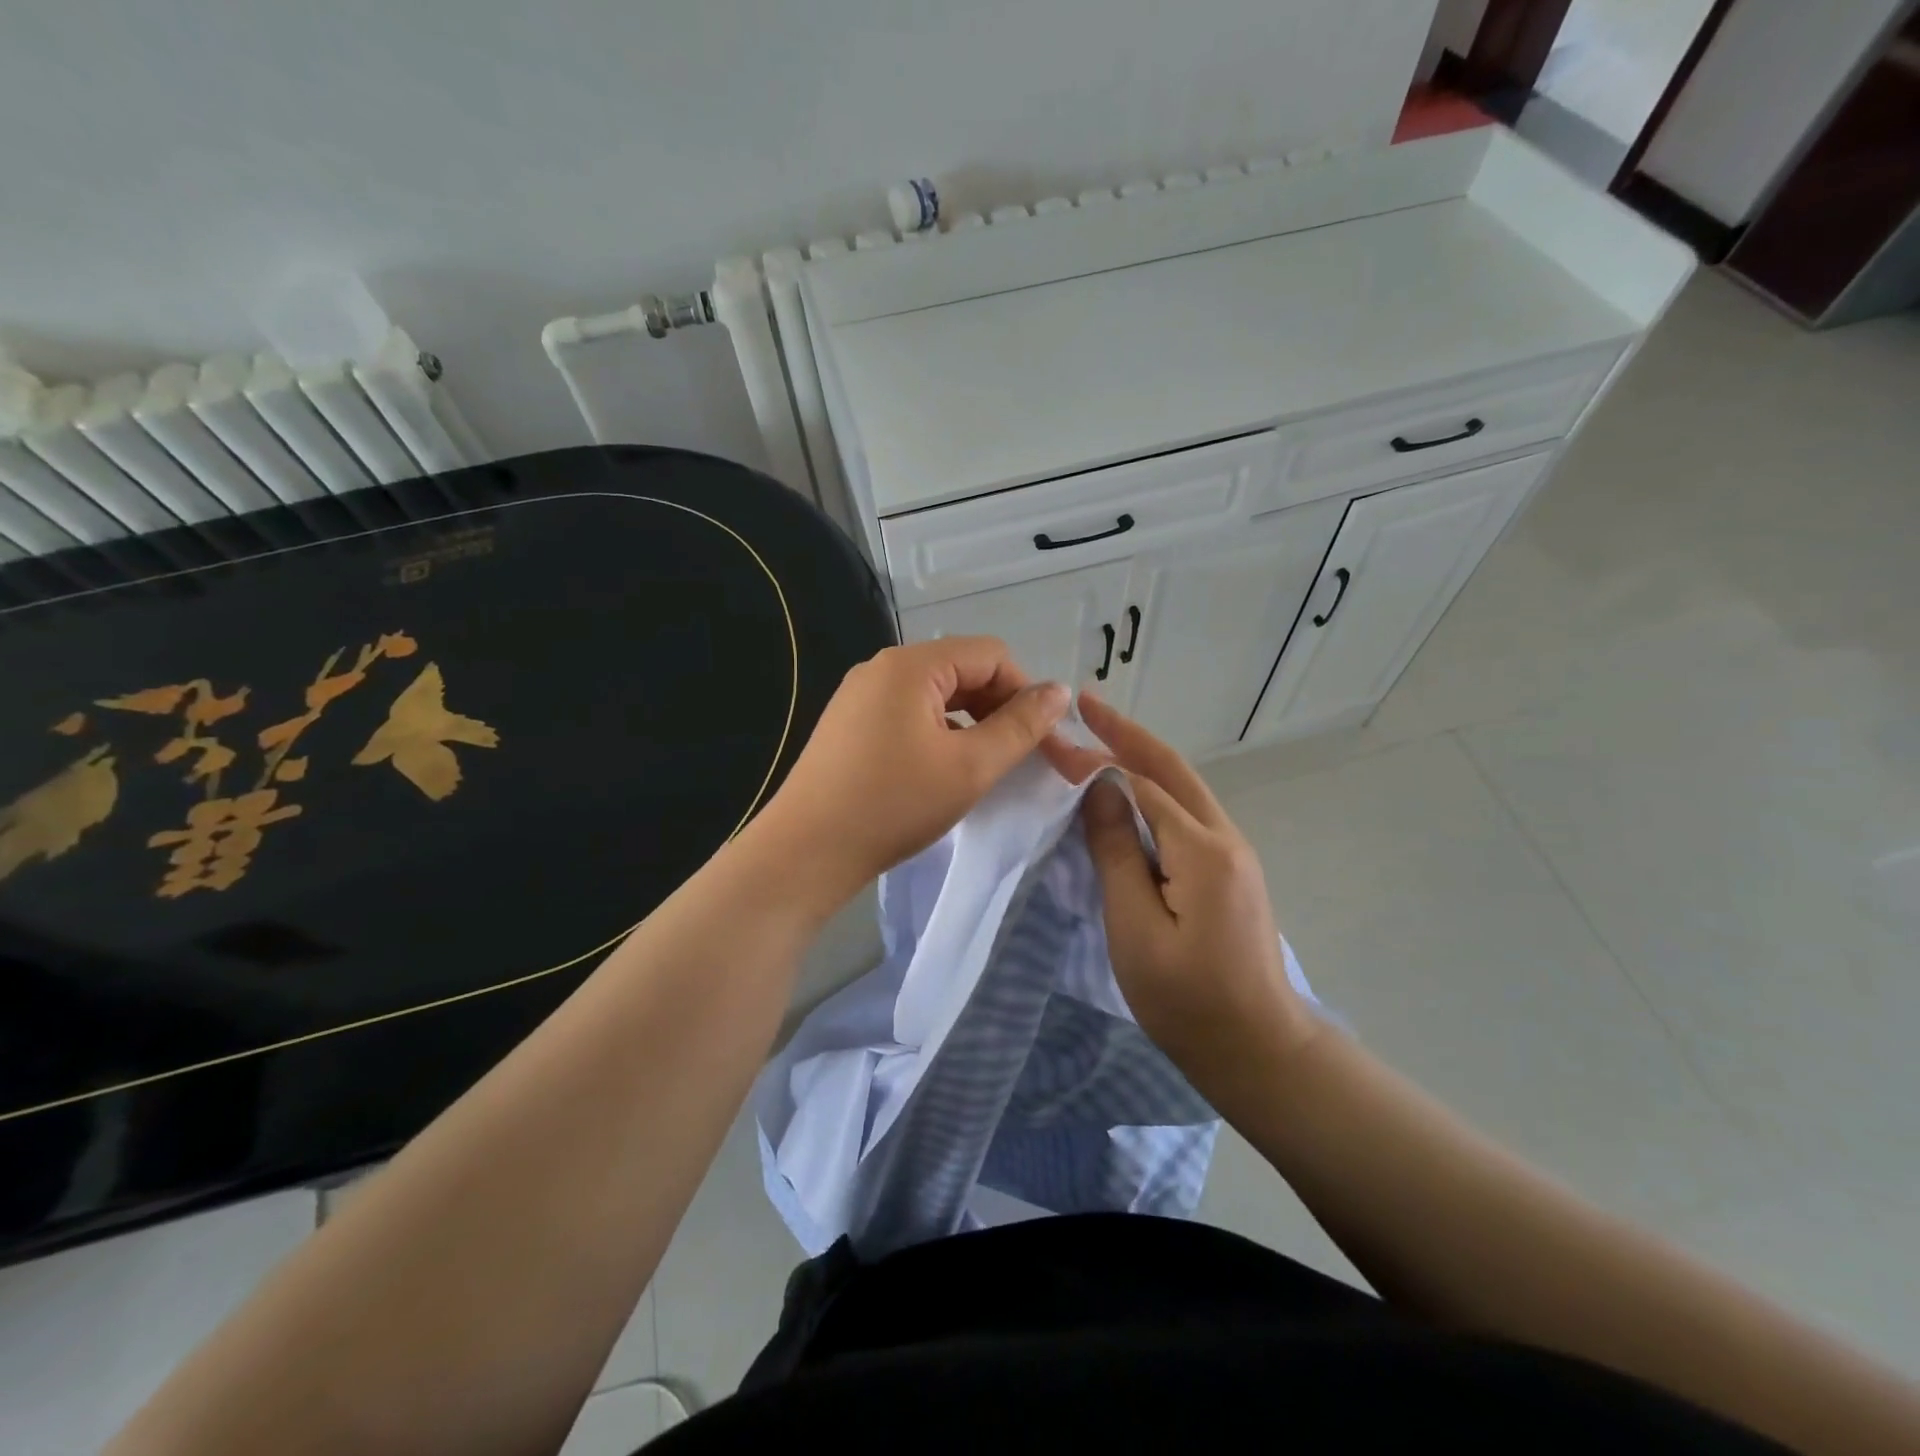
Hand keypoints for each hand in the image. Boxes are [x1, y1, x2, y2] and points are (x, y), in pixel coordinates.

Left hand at [755, 638, 1069, 908]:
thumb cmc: (894, 805)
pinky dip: (938, 734)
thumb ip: (1020, 726)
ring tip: (985, 767)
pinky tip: (944, 771)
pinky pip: (909, 714)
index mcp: (912, 665)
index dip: (1025, 692)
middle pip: (962, 671)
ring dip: (971, 724)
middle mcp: (883, 668)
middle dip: (999, 708)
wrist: (807, 851)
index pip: (991, 655)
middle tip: (1020, 758)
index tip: (1041, 740)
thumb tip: (1059, 691)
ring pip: (937, 695)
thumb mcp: (970, 766)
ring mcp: (861, 695)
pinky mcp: (850, 724)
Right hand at [1071, 692, 1319, 1083]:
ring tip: (1102, 738)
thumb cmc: (1188, 998)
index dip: (1097, 760)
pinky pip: (1187, 817)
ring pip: (1183, 791)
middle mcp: (1225, 839)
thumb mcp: (1137, 927)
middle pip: (1172, 771)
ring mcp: (1234, 856)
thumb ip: (1117, 853)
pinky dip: (1154, 793)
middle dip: (1128, 735)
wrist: (1258, 1049)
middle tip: (1088, 705)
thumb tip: (1099, 791)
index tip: (1055, 742)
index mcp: (1203, 849)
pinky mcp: (1230, 874)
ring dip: (1142, 760)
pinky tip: (1130, 795)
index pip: (1141, 784)